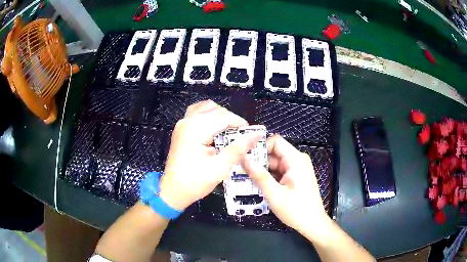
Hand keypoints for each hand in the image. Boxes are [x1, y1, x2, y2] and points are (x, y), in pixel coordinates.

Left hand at [159, 100, 260, 209]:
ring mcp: (182, 124)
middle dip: (230, 119)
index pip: (222, 116)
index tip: (250, 132)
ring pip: (205, 108)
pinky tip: (214, 128)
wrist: (173, 191)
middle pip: (214, 110)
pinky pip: (196, 114)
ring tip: (228, 130)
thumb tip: (255, 135)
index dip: (239, 122)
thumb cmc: (195, 181)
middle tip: (241, 134)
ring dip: (219, 116)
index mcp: (195, 129)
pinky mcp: (181, 130)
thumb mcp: (220, 167)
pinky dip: (208, 116)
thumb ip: (238, 148)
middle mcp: (187, 122)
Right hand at [242, 135, 328, 234]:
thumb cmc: (296, 210)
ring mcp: (297, 169)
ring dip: (262, 171)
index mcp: (295, 160)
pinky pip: (279, 171)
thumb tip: (245, 159)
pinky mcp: (295, 177)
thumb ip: (259, 176)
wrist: (312, 223)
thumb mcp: (274, 194)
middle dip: (258, 161)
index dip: (260, 147)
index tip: (246, 158)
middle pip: (274, 153)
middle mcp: (297, 160)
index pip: (275, 142)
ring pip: (275, 163)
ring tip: (246, 178)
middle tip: (241, 170)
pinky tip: (258, 184)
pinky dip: (269, 177)